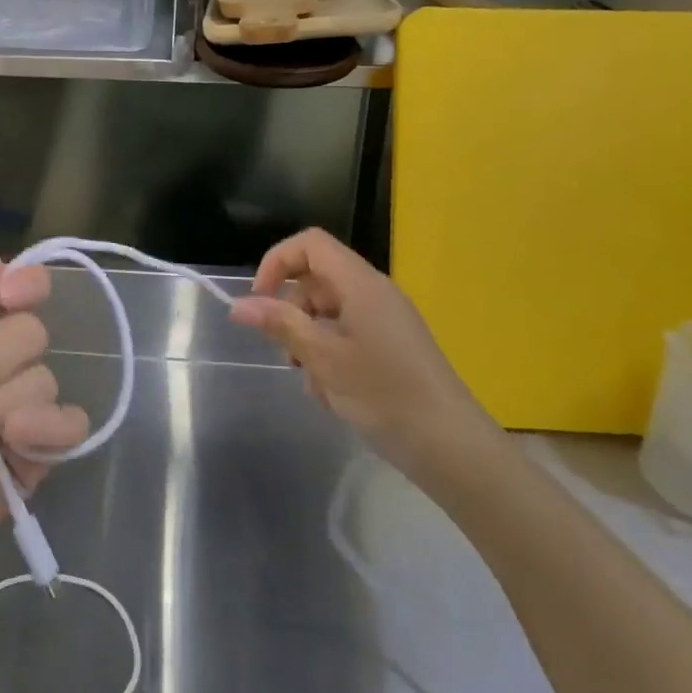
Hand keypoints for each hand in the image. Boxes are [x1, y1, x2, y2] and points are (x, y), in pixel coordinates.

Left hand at [0, 255, 89, 581]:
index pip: (23, 291)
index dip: (28, 285)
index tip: (9, 297)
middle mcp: (0, 365)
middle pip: (31, 334)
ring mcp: (21, 412)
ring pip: (42, 381)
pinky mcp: (36, 458)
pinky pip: (72, 425)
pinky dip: (47, 427)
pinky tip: (12, 440)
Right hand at [228, 228, 505, 490]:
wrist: (453, 448)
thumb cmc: (385, 395)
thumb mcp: (324, 358)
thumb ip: (281, 325)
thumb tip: (238, 305)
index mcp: (361, 284)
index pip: (310, 244)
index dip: (277, 262)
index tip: (259, 301)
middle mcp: (374, 293)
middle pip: (316, 281)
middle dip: (292, 314)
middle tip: (289, 355)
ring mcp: (385, 321)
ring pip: (328, 314)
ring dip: (309, 342)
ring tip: (316, 384)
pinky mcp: (391, 348)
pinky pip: (347, 337)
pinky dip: (331, 358)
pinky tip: (335, 396)